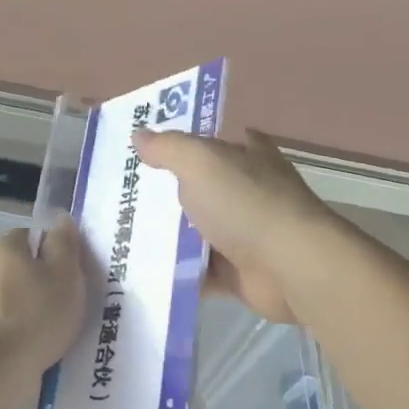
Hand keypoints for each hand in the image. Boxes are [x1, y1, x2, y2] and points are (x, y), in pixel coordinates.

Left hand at [0, 220, 85, 400]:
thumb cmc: (34, 315)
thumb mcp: (64, 274)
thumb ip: (65, 245)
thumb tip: (61, 218)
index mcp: (3, 248)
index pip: (33, 237)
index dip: (57, 252)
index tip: (76, 274)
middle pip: (24, 271)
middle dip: (47, 287)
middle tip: (75, 306)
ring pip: (17, 304)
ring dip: (37, 316)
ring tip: (64, 336)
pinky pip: (10, 331)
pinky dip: (25, 339)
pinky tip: (43, 354)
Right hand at [134, 128, 342, 324]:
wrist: (289, 267)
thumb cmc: (246, 204)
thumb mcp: (201, 163)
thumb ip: (169, 148)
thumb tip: (138, 134)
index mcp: (246, 157)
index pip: (212, 143)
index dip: (182, 145)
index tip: (144, 153)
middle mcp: (247, 193)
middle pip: (199, 190)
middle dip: (164, 194)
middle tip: (119, 198)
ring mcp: (243, 235)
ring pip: (195, 233)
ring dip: (165, 238)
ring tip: (119, 236)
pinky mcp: (236, 273)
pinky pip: (197, 272)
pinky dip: (175, 273)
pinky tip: (141, 271)